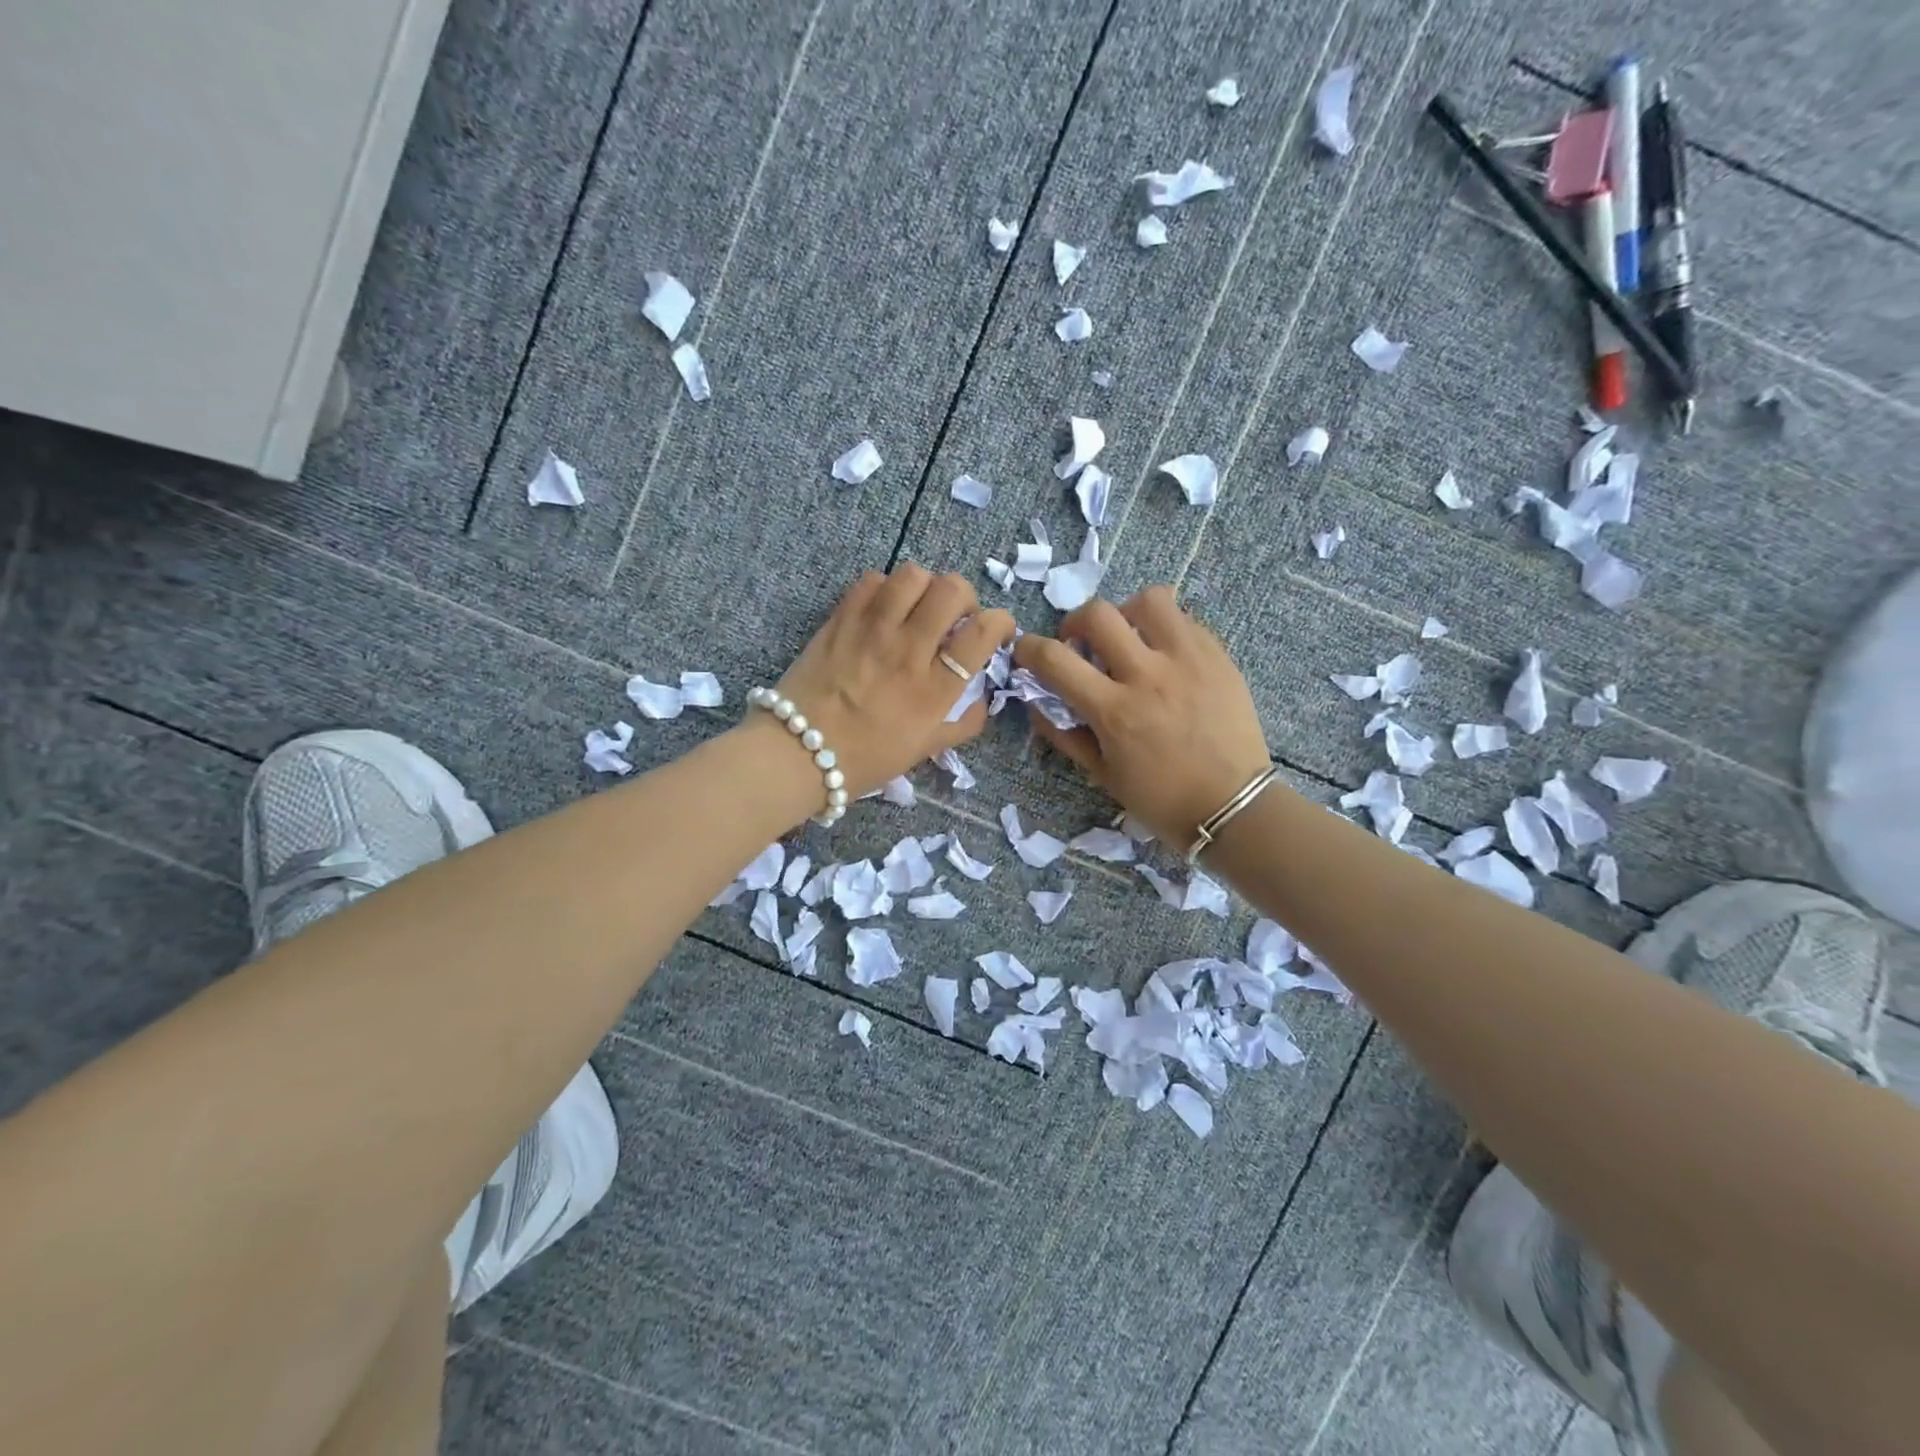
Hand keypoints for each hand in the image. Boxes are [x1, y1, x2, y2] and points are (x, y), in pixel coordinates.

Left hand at [766, 565, 1014, 798]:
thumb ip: (963, 724)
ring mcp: (872, 631)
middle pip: (952, 590)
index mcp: (935, 689)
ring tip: (917, 608)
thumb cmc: (865, 758)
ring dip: (925, 587)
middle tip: (954, 618)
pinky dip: (886, 588)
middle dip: (964, 598)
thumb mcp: (924, 751)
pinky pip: (872, 580)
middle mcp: (908, 651)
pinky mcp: (841, 619)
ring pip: (913, 576)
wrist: (799, 752)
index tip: (995, 631)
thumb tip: (984, 698)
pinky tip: (883, 610)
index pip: (983, 632)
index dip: (1000, 622)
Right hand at [1013, 586, 1272, 848]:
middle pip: (1097, 614)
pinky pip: (1184, 619)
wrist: (1233, 806)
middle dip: (1074, 622)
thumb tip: (1036, 704)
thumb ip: (1065, 735)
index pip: (1055, 659)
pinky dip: (1163, 629)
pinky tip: (1164, 654)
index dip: (1028, 648)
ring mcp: (1188, 660)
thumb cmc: (1161, 799)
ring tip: (1129, 637)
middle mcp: (1148, 676)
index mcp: (1114, 711)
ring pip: (1148, 600)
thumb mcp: (1103, 774)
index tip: (1026, 651)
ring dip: (1126, 613)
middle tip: (1079, 643)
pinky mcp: (1218, 656)